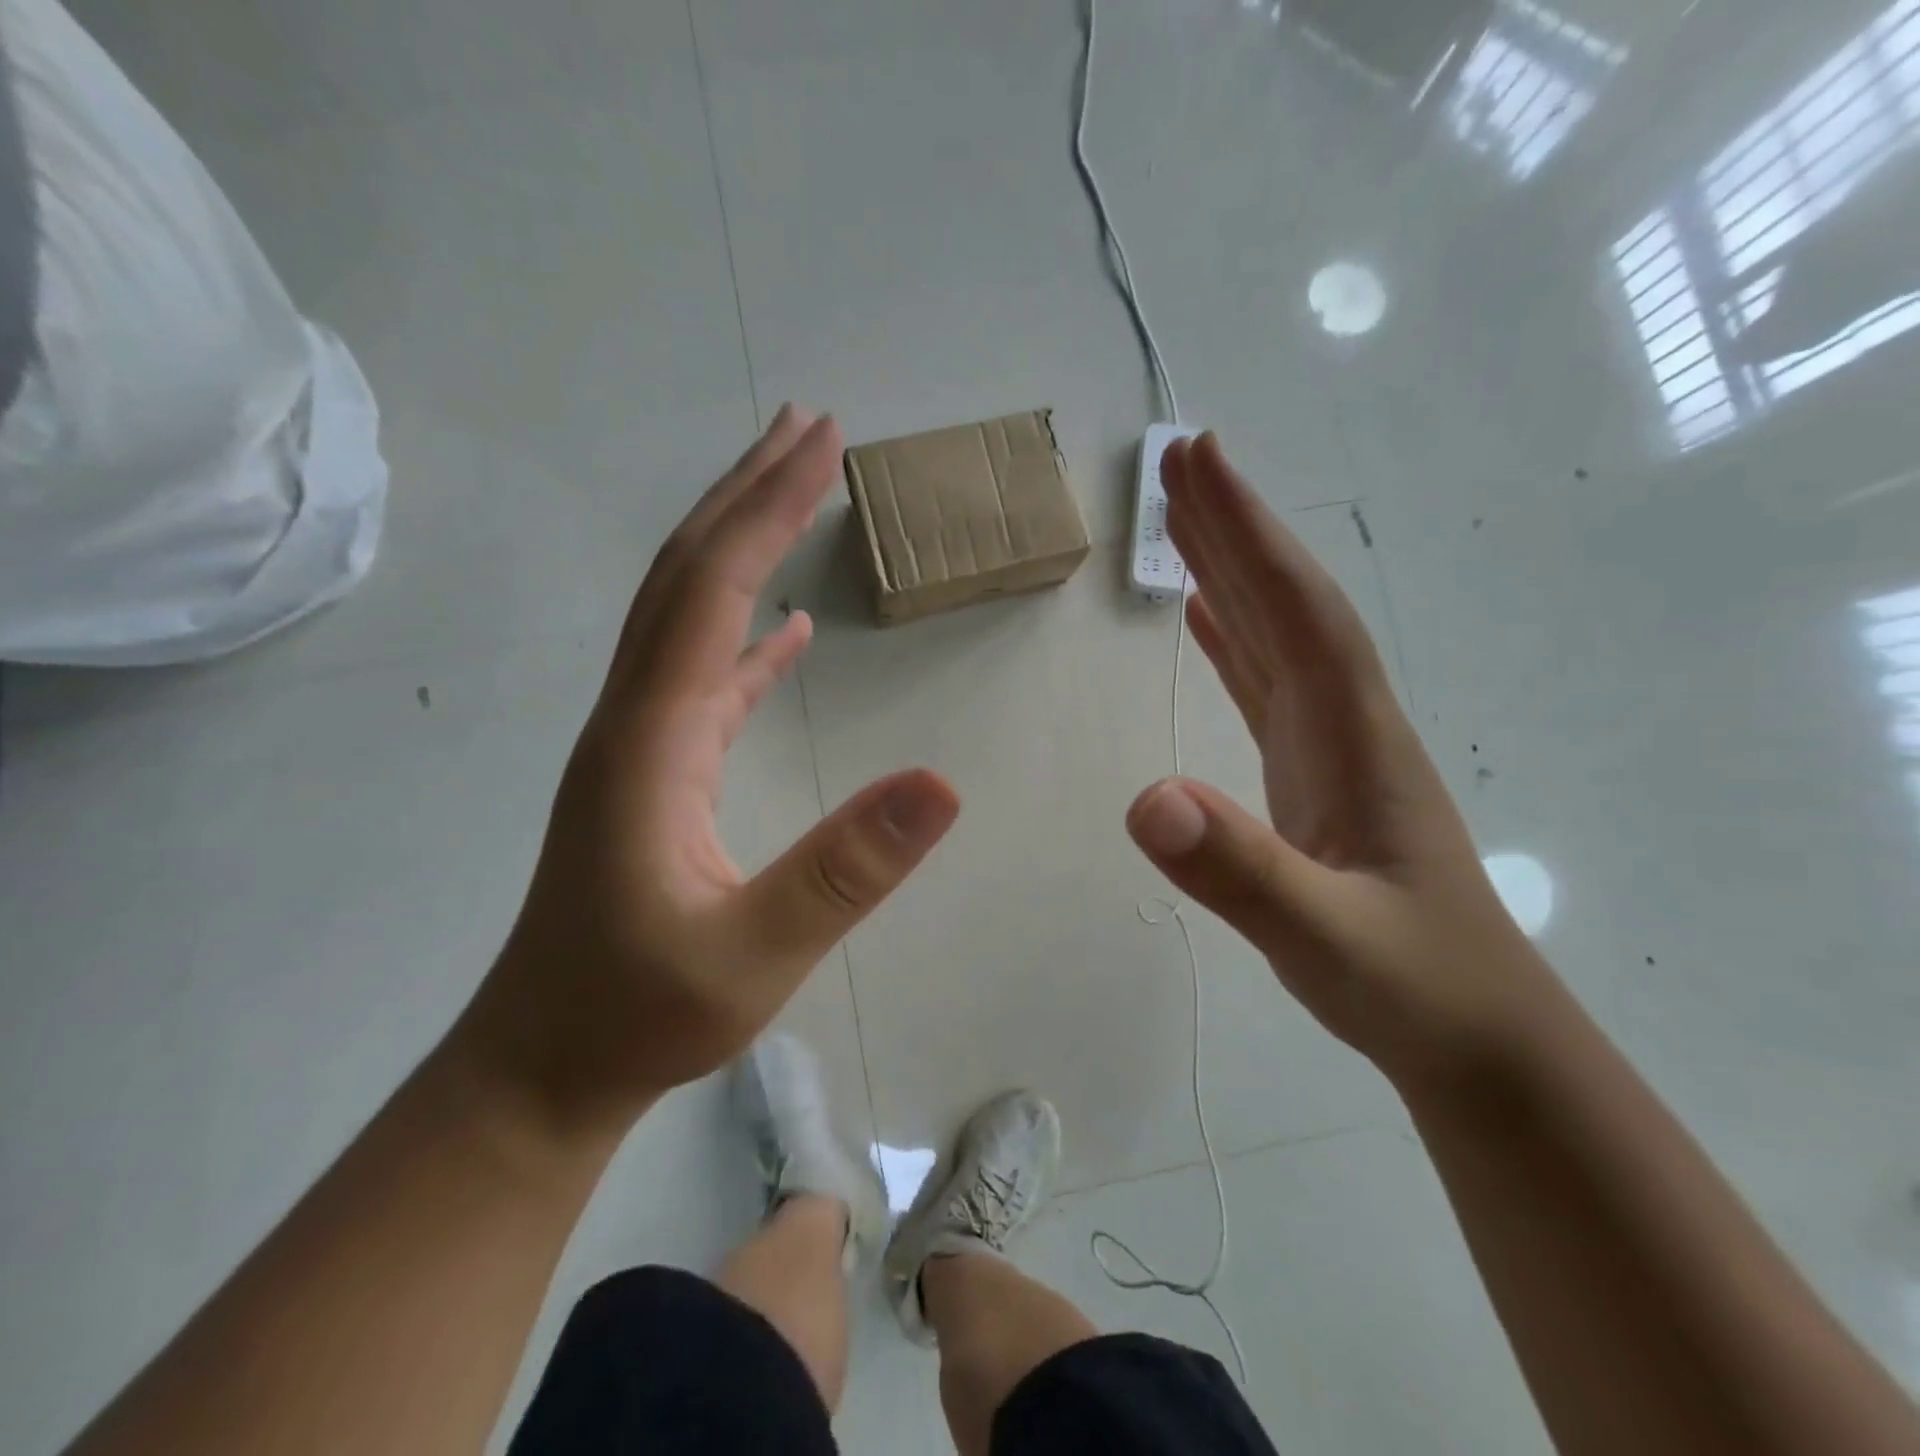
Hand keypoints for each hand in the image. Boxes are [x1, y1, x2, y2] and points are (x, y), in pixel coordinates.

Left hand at [457, 407, 960, 1129]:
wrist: (541, 1068)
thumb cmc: (638, 1014)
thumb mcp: (754, 952)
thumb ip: (847, 869)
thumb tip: (943, 783)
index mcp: (650, 742)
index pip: (710, 594)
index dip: (767, 511)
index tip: (821, 443)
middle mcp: (634, 720)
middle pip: (684, 577)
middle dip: (746, 493)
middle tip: (806, 427)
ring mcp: (640, 745)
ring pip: (686, 616)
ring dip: (737, 545)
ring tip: (790, 491)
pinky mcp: (653, 774)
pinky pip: (701, 678)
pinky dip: (741, 634)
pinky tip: (783, 628)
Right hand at [1124, 434, 1558, 1087]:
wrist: (1477, 1038)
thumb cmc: (1413, 985)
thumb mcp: (1325, 938)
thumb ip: (1240, 871)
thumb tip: (1146, 801)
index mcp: (1354, 735)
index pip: (1296, 608)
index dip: (1247, 531)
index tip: (1198, 461)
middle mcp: (1346, 721)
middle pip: (1285, 602)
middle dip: (1234, 525)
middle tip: (1177, 459)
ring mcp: (1331, 748)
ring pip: (1275, 636)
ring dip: (1231, 572)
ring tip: (1182, 520)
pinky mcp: (1313, 776)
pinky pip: (1266, 684)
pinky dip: (1234, 640)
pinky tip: (1206, 621)